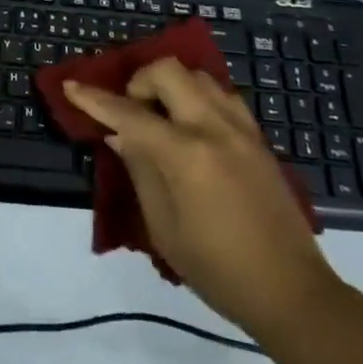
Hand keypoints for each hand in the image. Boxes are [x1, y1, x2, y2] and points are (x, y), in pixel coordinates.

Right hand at [62, 59, 337, 334]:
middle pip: (168, 71)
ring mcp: (241, 129)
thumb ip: (140, 171)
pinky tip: (192, 126)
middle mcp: (213, 128)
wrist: (292, 292)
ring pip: (198, 75)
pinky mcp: (258, 137)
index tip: (71, 86)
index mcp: (185, 154)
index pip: (129, 114)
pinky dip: (198, 97)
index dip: (95, 99)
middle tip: (133, 111)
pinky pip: (221, 95)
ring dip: (171, 85)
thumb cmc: (218, 270)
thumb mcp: (164, 229)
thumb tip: (120, 135)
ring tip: (163, 117)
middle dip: (140, 82)